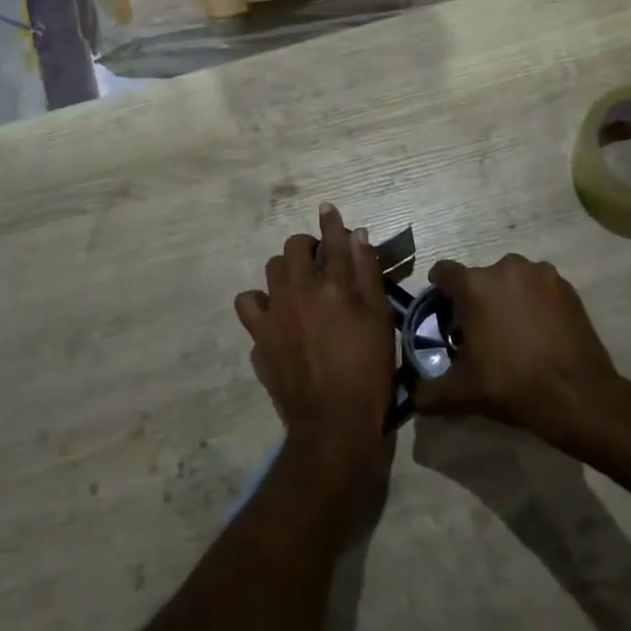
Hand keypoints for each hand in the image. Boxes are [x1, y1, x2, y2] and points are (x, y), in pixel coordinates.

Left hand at [235, 204, 395, 467]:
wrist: (333, 421)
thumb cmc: (368, 371)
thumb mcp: (380, 320)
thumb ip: (367, 274)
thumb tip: (357, 236)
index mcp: (335, 285)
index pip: (333, 240)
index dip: (331, 222)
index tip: (327, 209)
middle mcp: (299, 289)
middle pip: (295, 248)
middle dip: (307, 245)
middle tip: (319, 259)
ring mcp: (274, 311)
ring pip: (272, 270)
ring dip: (286, 269)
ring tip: (298, 285)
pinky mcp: (258, 335)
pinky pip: (249, 303)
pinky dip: (261, 302)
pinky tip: (274, 313)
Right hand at [414, 254, 628, 450]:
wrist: (578, 395)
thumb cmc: (513, 384)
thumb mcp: (463, 392)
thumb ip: (430, 391)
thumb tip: (413, 398)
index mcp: (474, 285)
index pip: (443, 272)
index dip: (440, 289)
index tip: (444, 310)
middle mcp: (505, 268)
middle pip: (480, 277)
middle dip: (476, 298)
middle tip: (480, 330)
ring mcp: (540, 274)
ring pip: (511, 280)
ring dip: (507, 297)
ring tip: (513, 330)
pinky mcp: (567, 287)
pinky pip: (539, 287)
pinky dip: (535, 302)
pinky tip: (539, 331)